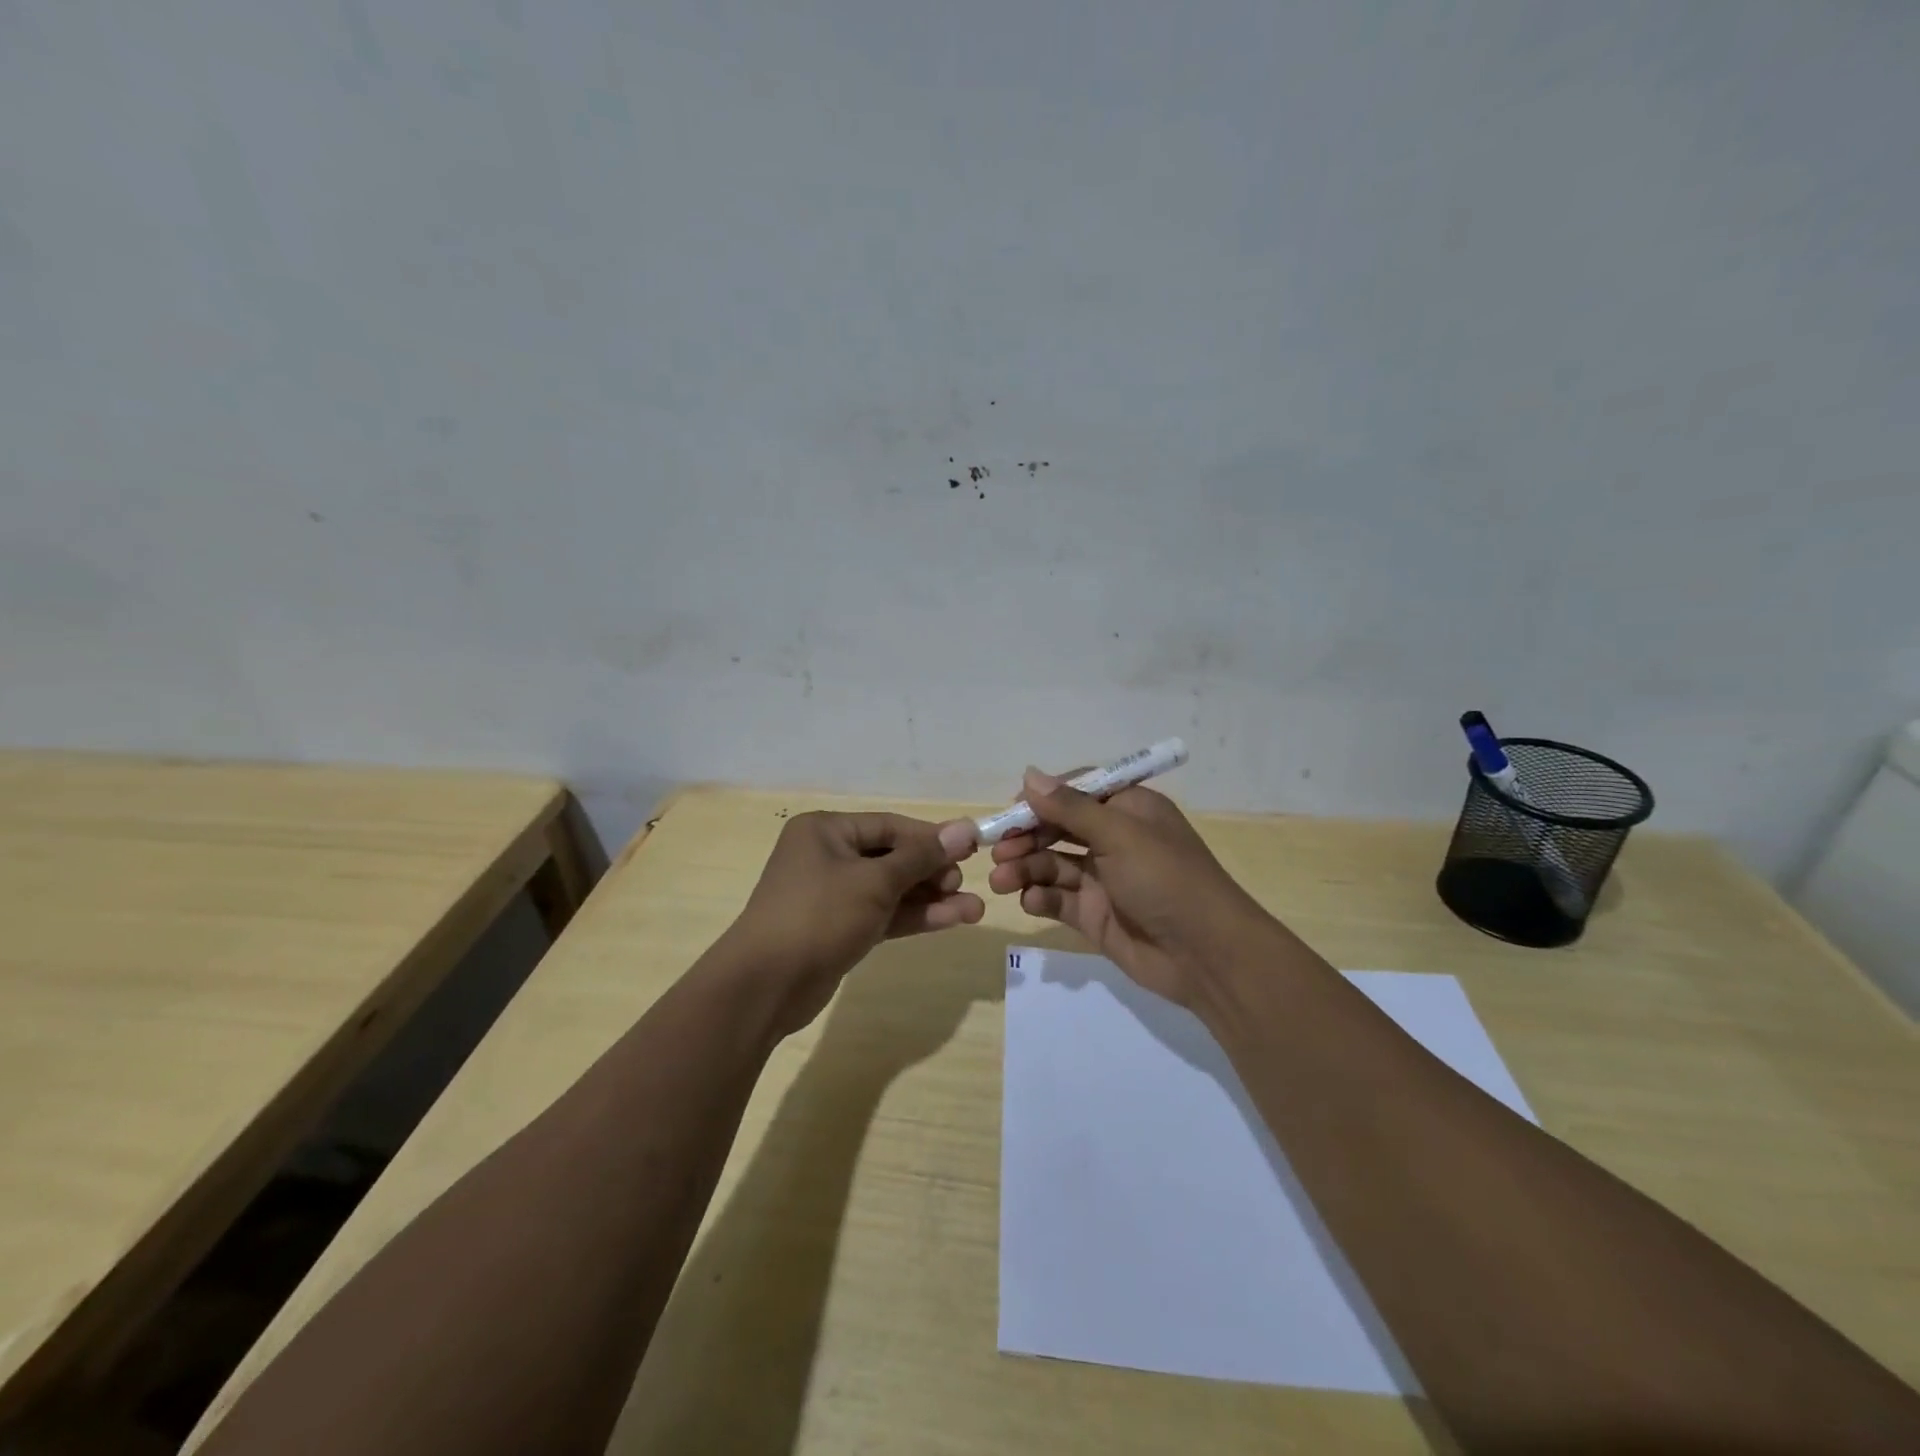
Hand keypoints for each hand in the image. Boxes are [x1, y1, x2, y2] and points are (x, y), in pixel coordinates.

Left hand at [725, 811, 981, 1034]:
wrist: (765, 986)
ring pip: (892, 890)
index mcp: (826, 831)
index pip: (891, 826)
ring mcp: (833, 895)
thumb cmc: (819, 915)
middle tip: (963, 884)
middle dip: (933, 871)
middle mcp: (828, 856)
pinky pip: (884, 914)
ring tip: (975, 909)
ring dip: (931, 898)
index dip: (932, 837)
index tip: (972, 847)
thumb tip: (965, 827)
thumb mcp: (875, 881)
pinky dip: (914, 916)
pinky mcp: (840, 929)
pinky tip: (953, 919)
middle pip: (893, 857)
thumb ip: (922, 856)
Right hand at [986, 768, 1276, 1008]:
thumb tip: (1029, 774)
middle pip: (1058, 828)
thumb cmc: (1166, 879)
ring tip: (1001, 880)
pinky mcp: (1095, 915)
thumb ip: (1070, 808)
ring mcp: (1104, 879)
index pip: (1076, 792)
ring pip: (1052, 864)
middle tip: (997, 850)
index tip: (1011, 809)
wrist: (1206, 956)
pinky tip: (1030, 901)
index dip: (1042, 798)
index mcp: (1128, 809)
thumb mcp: (1120, 834)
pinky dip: (1040, 897)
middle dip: (1026, 836)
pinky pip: (1058, 899)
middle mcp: (1114, 839)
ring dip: (1025, 868)